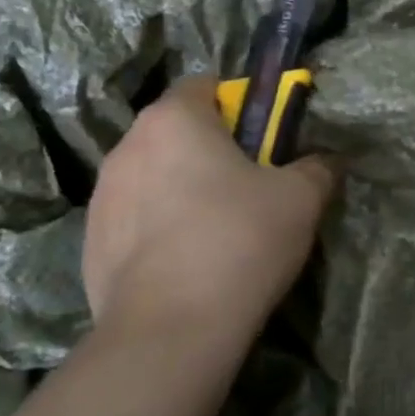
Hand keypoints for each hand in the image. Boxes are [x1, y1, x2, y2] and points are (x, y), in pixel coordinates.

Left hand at [82, 75, 338, 356]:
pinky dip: (156, 229)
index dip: (238, 104)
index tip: (262, 140)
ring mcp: (101, 196)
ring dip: (179, 188)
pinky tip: (184, 264)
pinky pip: (133, 219)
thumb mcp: (301, 199)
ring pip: (152, 175)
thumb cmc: (239, 242)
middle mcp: (128, 146)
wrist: (171, 330)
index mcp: (174, 120)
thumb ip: (317, 167)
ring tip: (213, 230)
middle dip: (209, 149)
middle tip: (247, 186)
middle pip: (176, 131)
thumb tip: (324, 160)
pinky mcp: (90, 242)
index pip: (205, 85)